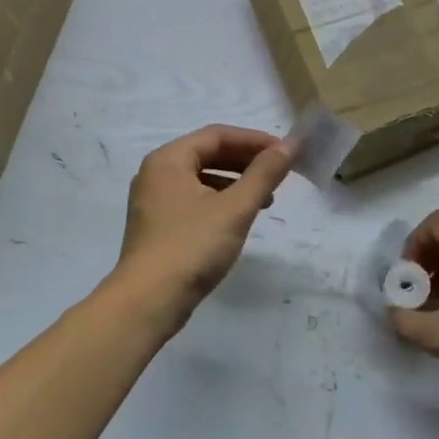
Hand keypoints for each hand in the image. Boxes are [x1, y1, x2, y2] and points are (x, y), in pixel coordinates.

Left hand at [107, 125, 294, 333]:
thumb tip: (291, 144)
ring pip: (202, 178)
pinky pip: (194, 199)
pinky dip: (220, 201)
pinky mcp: (157, 226)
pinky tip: (239, 219)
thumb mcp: (235, 208)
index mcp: (169, 159)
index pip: (217, 135)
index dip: (254, 140)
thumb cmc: (192, 246)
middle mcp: (156, 173)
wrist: (147, 303)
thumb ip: (264, 173)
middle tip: (278, 173)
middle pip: (208, 154)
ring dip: (236, 182)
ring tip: (266, 198)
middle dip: (246, 161)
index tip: (284, 152)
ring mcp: (153, 201)